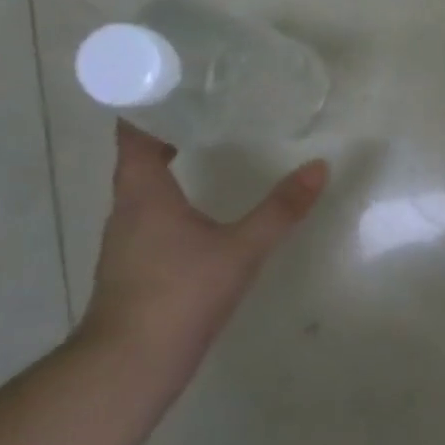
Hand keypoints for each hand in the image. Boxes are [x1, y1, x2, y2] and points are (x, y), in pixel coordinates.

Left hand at [77, 122, 327, 370]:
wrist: (130, 364)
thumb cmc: (180, 293)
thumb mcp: (240, 248)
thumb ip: (281, 209)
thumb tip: (319, 167)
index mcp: (143, 191)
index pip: (134, 131)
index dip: (149, 101)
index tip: (178, 80)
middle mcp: (126, 208)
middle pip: (139, 156)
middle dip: (169, 129)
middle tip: (209, 108)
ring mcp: (125, 239)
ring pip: (143, 187)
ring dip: (168, 164)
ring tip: (208, 147)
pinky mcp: (133, 264)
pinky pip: (149, 214)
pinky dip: (171, 197)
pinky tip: (199, 208)